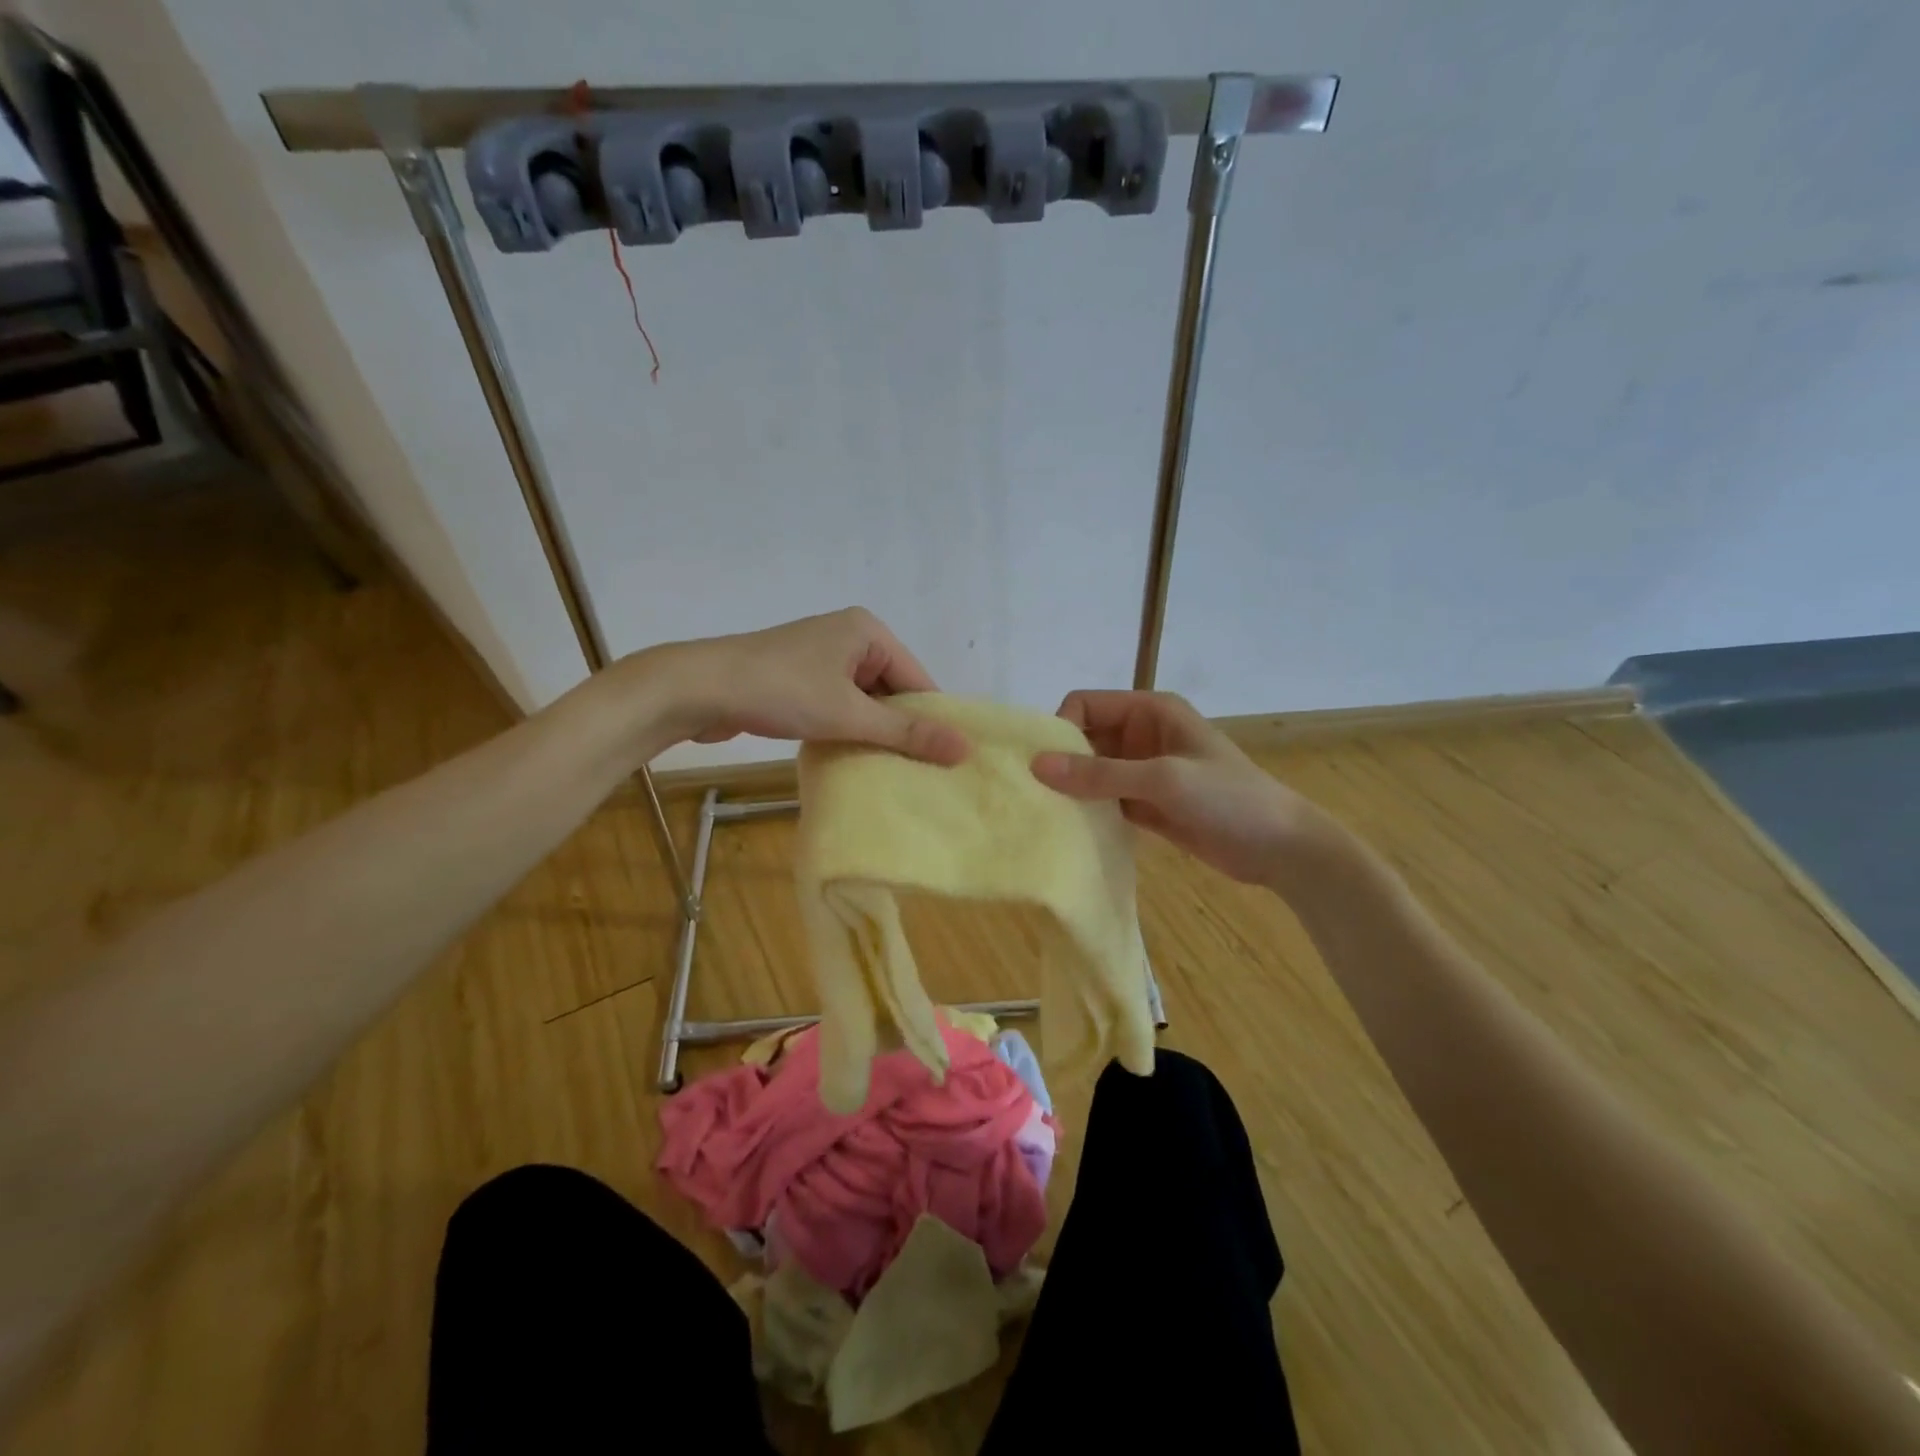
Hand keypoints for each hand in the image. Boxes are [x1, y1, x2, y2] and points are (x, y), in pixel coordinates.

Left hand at [643, 608, 969, 764]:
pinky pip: (838, 704)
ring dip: (870, 731)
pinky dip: (845, 728)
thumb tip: (965, 748)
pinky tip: (850, 757)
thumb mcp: (849, 714)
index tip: (942, 763)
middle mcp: (848, 636)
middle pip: (892, 689)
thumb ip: (907, 732)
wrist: (697, 688)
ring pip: (863, 700)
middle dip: (899, 728)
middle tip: (916, 773)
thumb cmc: (780, 691)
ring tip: (886, 771)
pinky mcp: (798, 677)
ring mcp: (820, 656)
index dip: (930, 721)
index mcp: (868, 631)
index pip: (918, 679)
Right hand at [1030, 690, 1343, 887]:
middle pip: (1084, 738)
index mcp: (1150, 711)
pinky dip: (1088, 811)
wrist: (1281, 848)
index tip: (1043, 766)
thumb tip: (1036, 766)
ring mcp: (1144, 771)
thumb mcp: (1163, 780)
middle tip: (1032, 795)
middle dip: (1060, 762)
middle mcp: (1142, 735)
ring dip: (1072, 790)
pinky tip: (1069, 830)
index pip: (1085, 705)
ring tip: (1044, 815)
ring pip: (1092, 772)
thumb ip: (1100, 774)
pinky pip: (1105, 800)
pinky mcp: (1146, 804)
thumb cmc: (1229, 799)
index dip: (1060, 728)